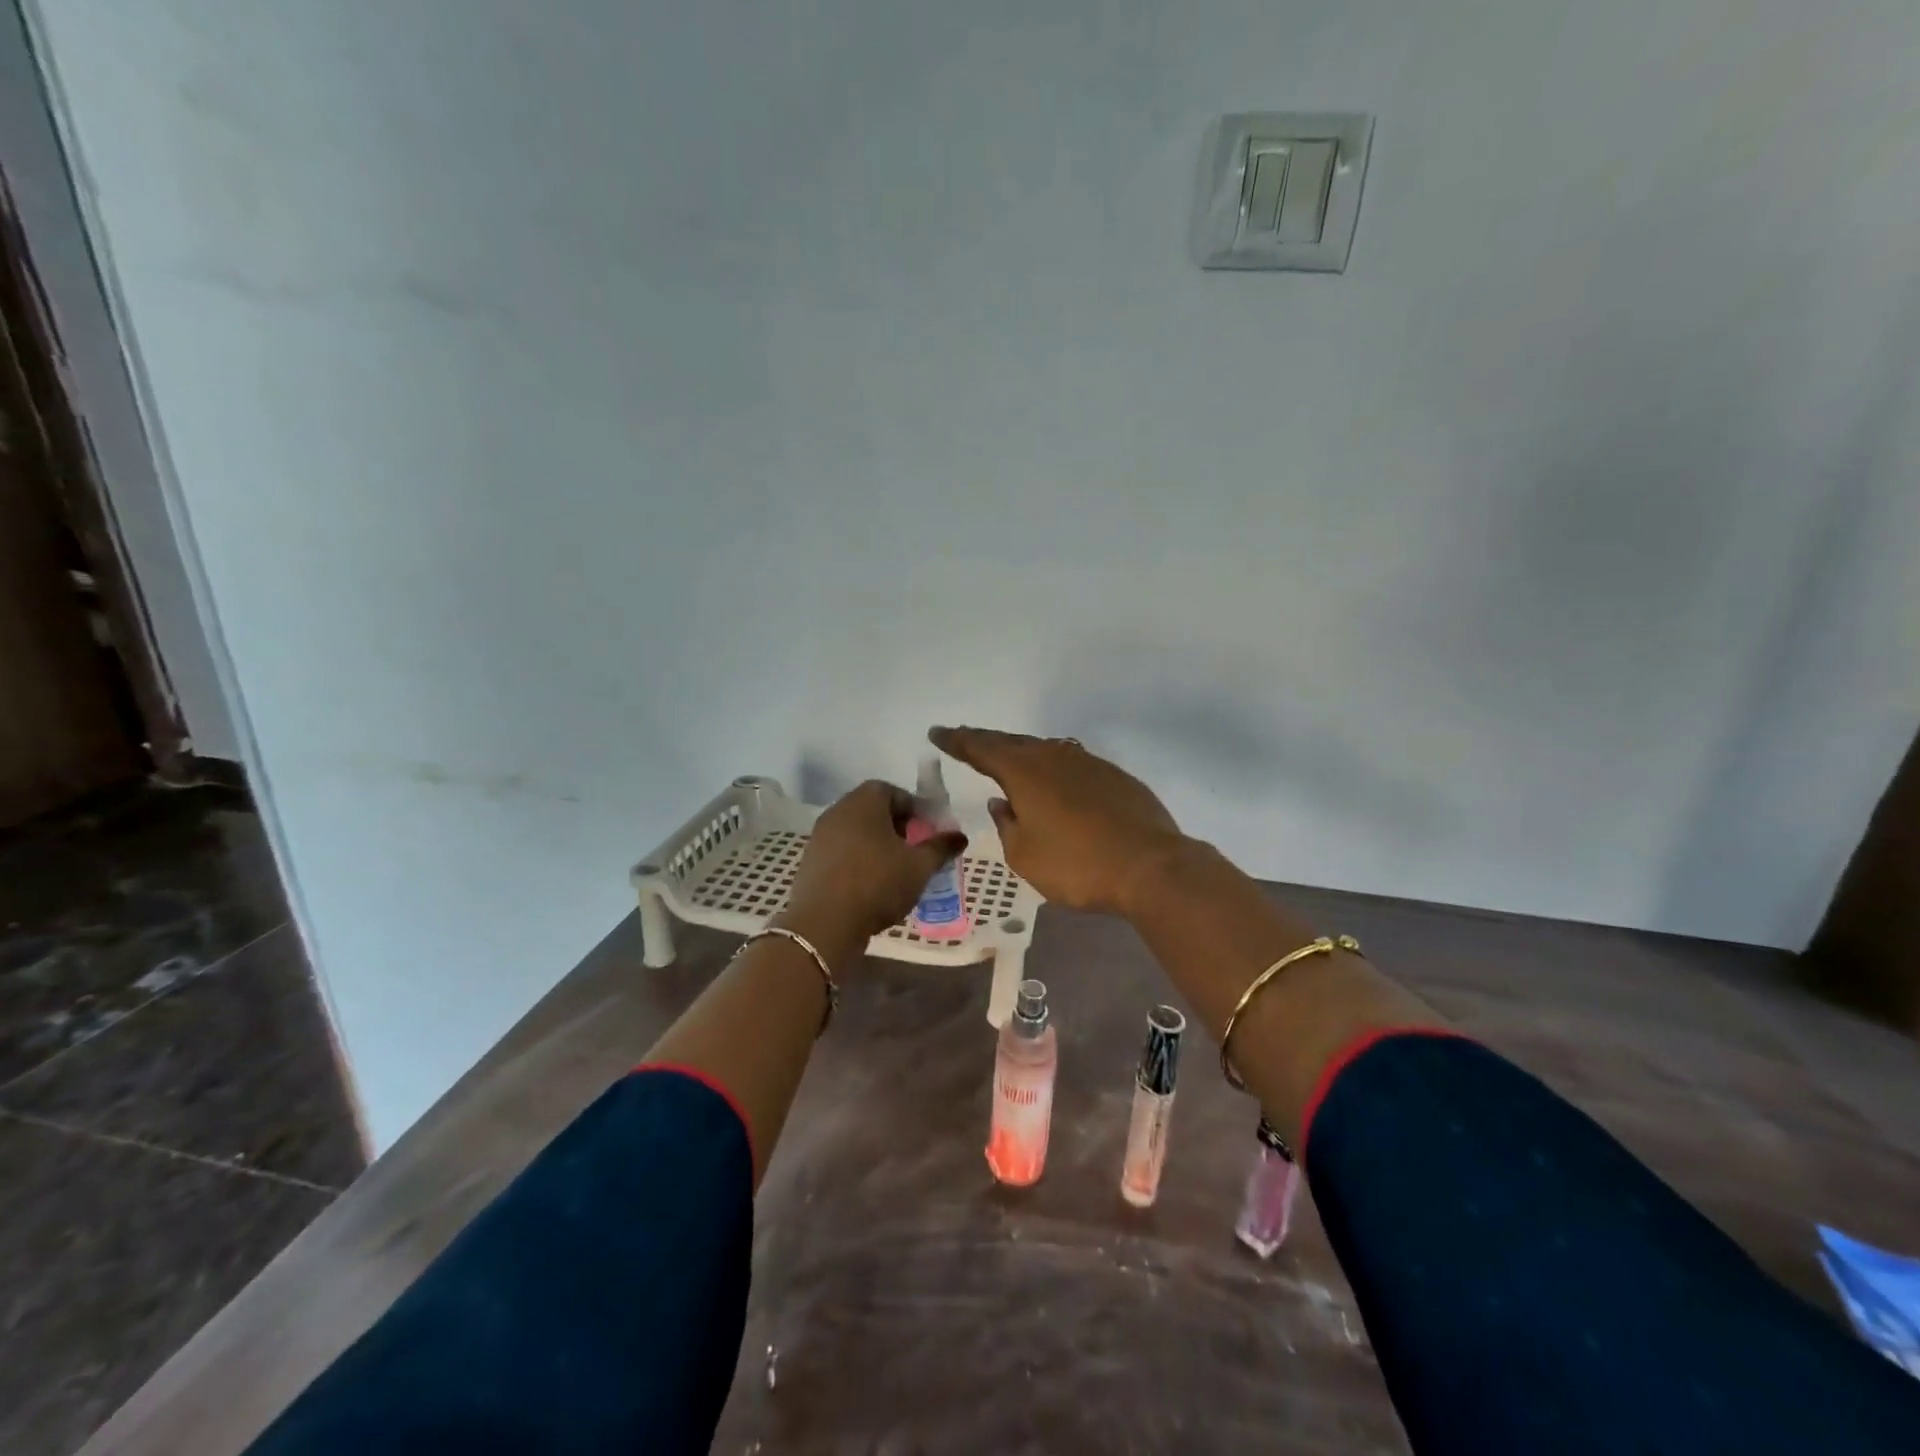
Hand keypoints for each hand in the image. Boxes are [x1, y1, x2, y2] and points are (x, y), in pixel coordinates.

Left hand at [783, 780, 968, 949]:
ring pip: (856, 832)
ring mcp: (820, 836)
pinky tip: (870, 886)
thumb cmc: (878, 883)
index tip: (927, 832)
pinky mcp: (810, 862)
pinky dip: (857, 861)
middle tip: (914, 851)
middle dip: (896, 827)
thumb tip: (960, 836)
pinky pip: (841, 852)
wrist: (824, 923)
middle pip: (872, 810)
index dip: (914, 809)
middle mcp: (838, 811)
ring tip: (895, 872)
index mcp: (864, 801)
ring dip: (876, 846)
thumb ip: (940, 848)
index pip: (893, 791)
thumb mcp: (919, 867)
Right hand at [929, 726, 1184, 916]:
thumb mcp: (1025, 856)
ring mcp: (1088, 763)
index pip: (981, 749)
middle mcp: (1054, 757)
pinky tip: (1052, 780)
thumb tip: (1003, 804)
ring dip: (1021, 752)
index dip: (957, 741)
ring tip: (1006, 757)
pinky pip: (1071, 763)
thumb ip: (1007, 826)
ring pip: (1045, 749)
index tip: (937, 733)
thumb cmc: (1077, 865)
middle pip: (1012, 743)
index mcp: (1025, 772)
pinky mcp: (1114, 776)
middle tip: (965, 739)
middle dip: (985, 741)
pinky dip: (1051, 766)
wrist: (1150, 866)